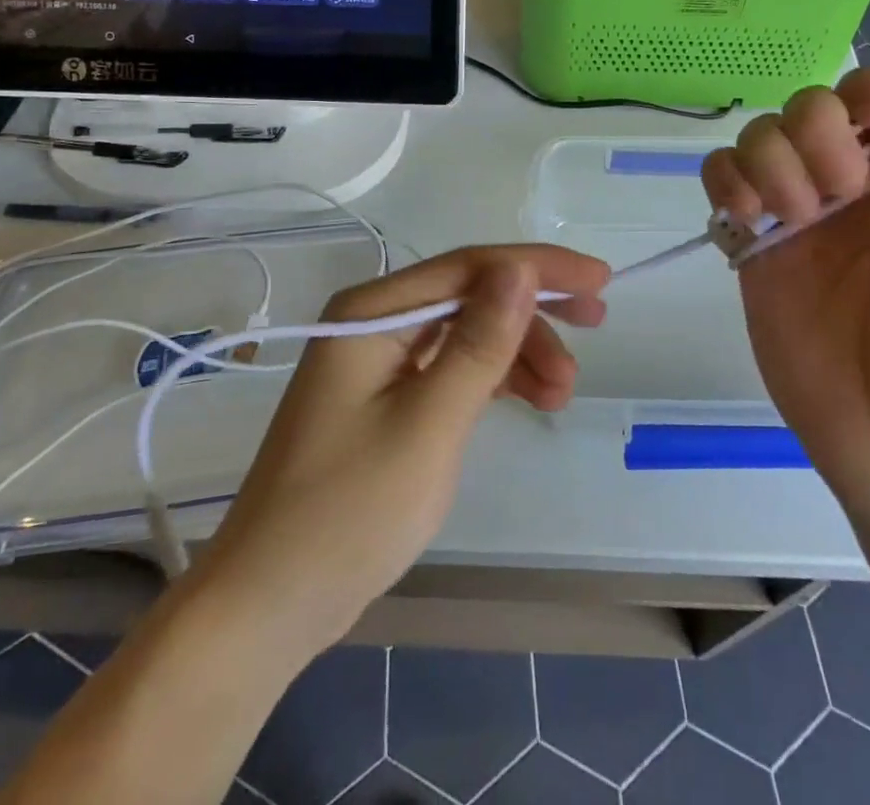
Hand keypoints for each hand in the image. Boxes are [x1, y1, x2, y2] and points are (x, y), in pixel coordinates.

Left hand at [193, 245, 609, 654]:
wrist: (270, 602)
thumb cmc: (348, 511)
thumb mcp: (428, 424)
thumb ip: (479, 342)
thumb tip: (520, 266)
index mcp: (371, 312)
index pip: (468, 267)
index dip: (538, 266)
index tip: (599, 278)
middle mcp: (373, 322)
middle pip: (470, 294)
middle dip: (534, 308)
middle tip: (597, 321)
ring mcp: (379, 360)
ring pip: (467, 332)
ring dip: (519, 352)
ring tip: (564, 392)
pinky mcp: (388, 396)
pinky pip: (453, 366)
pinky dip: (495, 378)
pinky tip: (532, 397)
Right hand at [702, 70, 869, 521]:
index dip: (863, 95)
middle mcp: (848, 185)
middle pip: (805, 106)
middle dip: (814, 134)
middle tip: (837, 192)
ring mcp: (793, 214)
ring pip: (756, 136)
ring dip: (770, 161)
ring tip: (793, 217)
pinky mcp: (749, 246)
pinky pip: (719, 181)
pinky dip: (724, 180)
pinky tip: (747, 217)